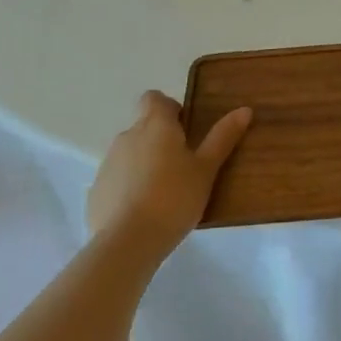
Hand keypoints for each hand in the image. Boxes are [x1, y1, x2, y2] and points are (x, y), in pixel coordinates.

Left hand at [87, 93, 251, 260]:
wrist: (127, 243)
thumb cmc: (174, 198)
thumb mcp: (206, 169)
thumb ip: (223, 137)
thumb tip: (244, 109)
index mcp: (155, 125)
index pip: (154, 98)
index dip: (169, 108)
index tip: (185, 129)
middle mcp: (127, 136)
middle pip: (143, 127)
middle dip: (160, 140)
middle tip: (182, 165)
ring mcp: (108, 164)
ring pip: (130, 154)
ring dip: (144, 163)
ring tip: (164, 192)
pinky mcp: (96, 191)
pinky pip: (117, 180)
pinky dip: (128, 188)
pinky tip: (142, 212)